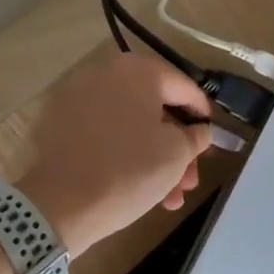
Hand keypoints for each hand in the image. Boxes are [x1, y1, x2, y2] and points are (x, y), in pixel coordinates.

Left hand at [17, 53, 214, 255]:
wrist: (60, 202)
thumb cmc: (129, 170)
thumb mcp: (176, 154)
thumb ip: (195, 136)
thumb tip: (198, 130)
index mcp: (138, 71)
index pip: (184, 87)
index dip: (203, 115)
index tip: (212, 140)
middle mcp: (107, 75)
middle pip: (156, 109)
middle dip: (178, 148)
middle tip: (190, 180)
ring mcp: (81, 98)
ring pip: (132, 126)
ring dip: (156, 158)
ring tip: (171, 198)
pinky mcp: (63, 124)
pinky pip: (107, 134)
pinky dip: (127, 155)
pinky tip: (143, 191)